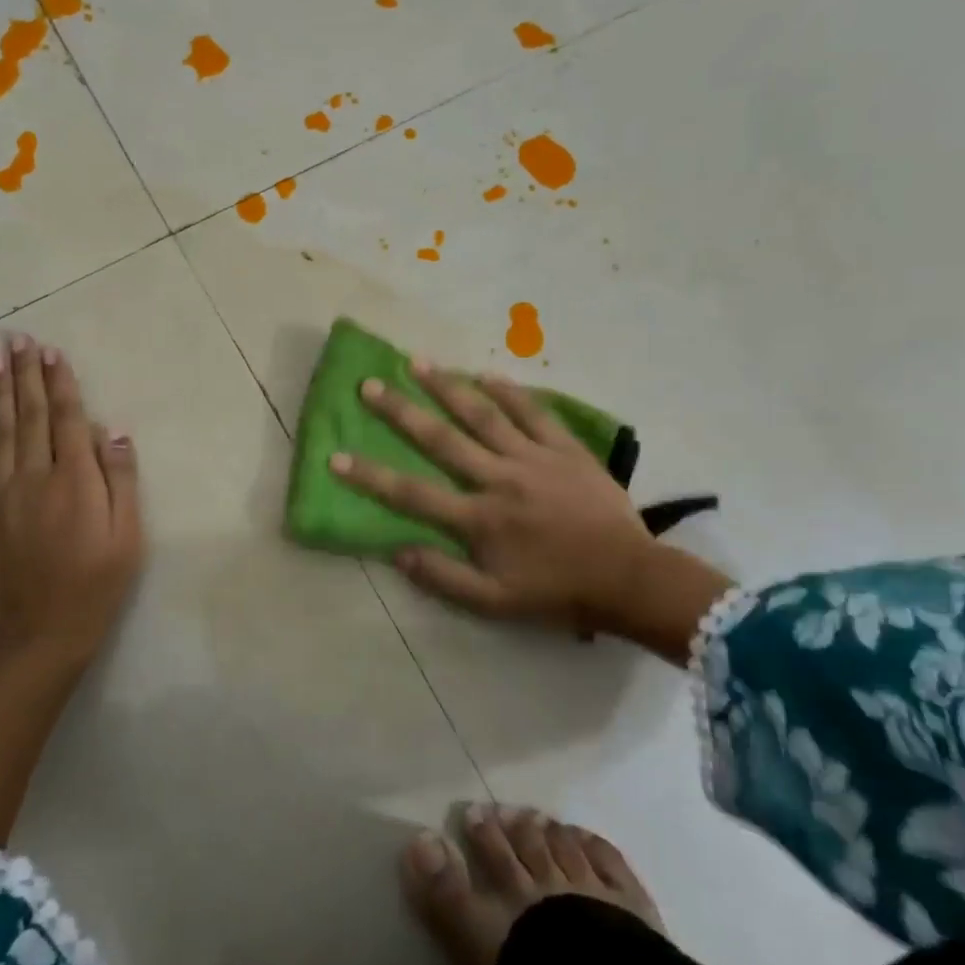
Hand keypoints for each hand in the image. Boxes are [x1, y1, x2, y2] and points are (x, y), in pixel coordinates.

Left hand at [0, 333, 144, 673]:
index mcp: (75, 479)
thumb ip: (121, 479)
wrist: (45, 633)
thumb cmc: (98, 584)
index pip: (68, 418)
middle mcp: (34, 477)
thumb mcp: (129, 535)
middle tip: (19, 338)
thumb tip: (112, 430)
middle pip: (31, 415)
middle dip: (26, 374)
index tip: (53, 351)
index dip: (61, 382)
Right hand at [330, 361, 729, 659]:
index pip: (412, 494)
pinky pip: (534, 413)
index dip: (370, 475)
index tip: (336, 455)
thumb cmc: (558, 593)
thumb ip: (443, 577)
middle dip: (401, 411)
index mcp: (479, 519)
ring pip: (483, 415)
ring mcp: (534, 458)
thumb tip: (397, 550)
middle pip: (441, 439)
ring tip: (419, 362)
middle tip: (370, 384)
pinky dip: (510, 392)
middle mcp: (499, 479)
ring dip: (448, 387)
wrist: (629, 579)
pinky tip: (487, 373)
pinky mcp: (566, 449)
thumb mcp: (494, 602)